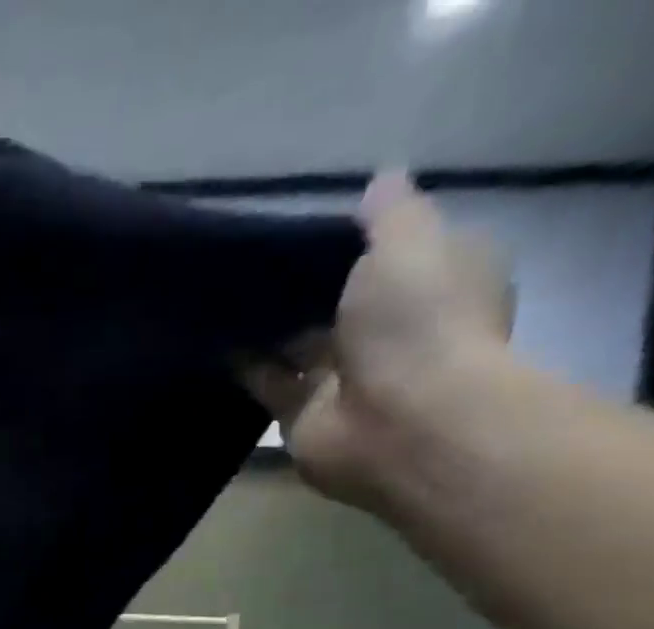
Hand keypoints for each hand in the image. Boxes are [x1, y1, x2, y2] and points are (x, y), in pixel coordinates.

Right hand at [242, 173, 514, 511]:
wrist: (400, 422)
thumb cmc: (419, 322)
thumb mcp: (410, 241)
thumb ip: (389, 214)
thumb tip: (379, 181)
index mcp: (437, 283)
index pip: (399, 253)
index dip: (360, 239)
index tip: (313, 224)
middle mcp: (394, 333)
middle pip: (343, 302)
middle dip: (305, 286)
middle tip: (255, 259)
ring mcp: (347, 379)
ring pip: (301, 344)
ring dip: (269, 326)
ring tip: (224, 295)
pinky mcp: (303, 416)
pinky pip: (270, 383)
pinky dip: (245, 365)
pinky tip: (215, 339)